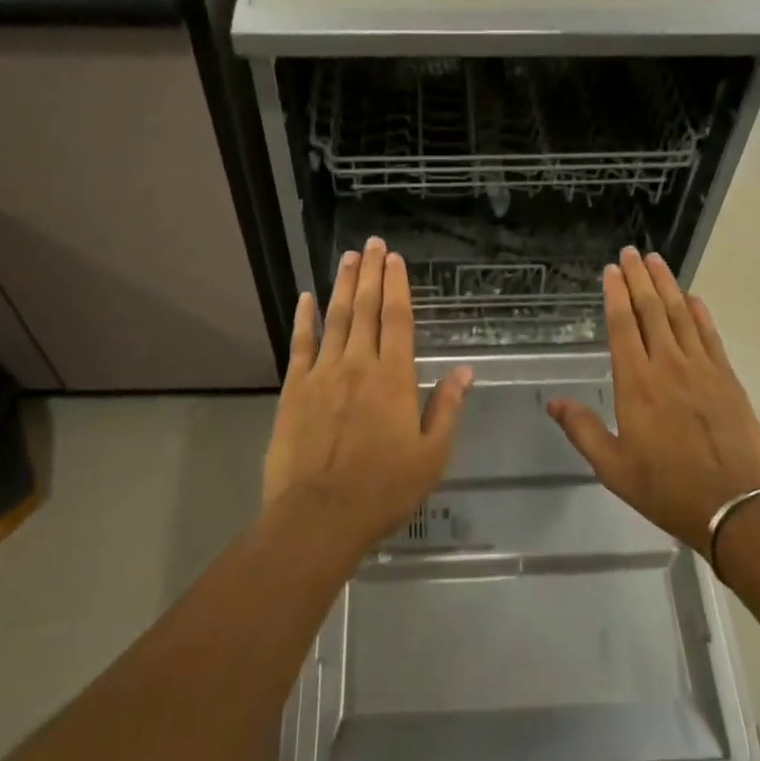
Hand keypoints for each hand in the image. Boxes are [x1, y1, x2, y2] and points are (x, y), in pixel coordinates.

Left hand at [263, 237, 472, 552]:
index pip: (397, 319)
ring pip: (335, 319)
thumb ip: (446, 408)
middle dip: (371, 274)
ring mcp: (322, 374)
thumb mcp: (431, 455)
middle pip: (366, 309)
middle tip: (373, 244)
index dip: (397, 286)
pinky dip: (304, 318)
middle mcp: (358, 365)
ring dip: (342, 286)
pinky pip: (301, 344)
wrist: (319, 516)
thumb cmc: (383, 489)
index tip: (395, 259)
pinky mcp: (294, 389)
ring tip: (348, 258)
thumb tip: (465, 371)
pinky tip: (305, 298)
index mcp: (394, 378)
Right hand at [547, 248, 759, 551]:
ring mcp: (701, 369)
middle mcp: (667, 366)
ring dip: (667, 286)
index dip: (615, 295)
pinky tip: (693, 298)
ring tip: (656, 261)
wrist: (734, 505)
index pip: (622, 326)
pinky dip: (700, 313)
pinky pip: (710, 336)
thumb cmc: (665, 487)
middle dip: (639, 279)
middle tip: (631, 252)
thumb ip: (582, 430)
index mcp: (636, 384)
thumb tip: (553, 403)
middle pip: (651, 311)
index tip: (610, 270)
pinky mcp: (727, 379)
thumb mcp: (613, 467)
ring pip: (681, 316)